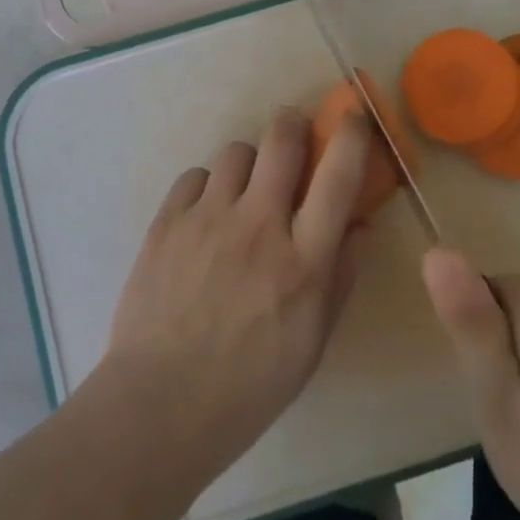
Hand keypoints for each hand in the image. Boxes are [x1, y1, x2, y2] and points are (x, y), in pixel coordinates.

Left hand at [100, 108, 373, 485]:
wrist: (160, 404)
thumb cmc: (249, 385)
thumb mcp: (313, 342)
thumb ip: (340, 277)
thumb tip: (359, 226)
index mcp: (302, 259)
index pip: (337, 176)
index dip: (351, 135)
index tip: (354, 115)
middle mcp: (258, 225)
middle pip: (281, 140)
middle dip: (292, 125)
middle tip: (292, 136)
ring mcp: (208, 219)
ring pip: (236, 152)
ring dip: (248, 165)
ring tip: (242, 193)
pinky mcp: (167, 222)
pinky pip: (194, 176)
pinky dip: (207, 188)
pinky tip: (204, 217)